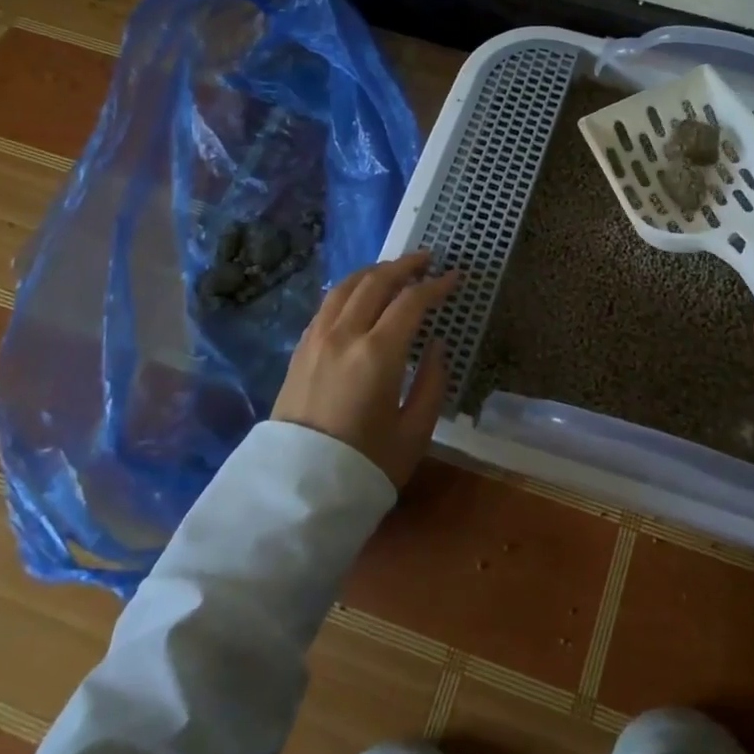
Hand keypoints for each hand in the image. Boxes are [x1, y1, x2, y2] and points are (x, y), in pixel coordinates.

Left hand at [272, 251, 458, 488]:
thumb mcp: (415, 431)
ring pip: (346, 287)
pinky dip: (350, 289)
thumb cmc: (366, 465)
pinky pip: (327, 305)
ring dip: (374, 272)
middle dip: (405, 266)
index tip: (455, 277)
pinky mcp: (300, 350)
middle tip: (427, 260)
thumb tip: (436, 344)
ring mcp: (316, 340)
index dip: (436, 285)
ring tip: (394, 270)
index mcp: (377, 353)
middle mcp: (344, 335)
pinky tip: (360, 295)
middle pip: (375, 282)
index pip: (411, 301)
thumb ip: (432, 381)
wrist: (298, 492)